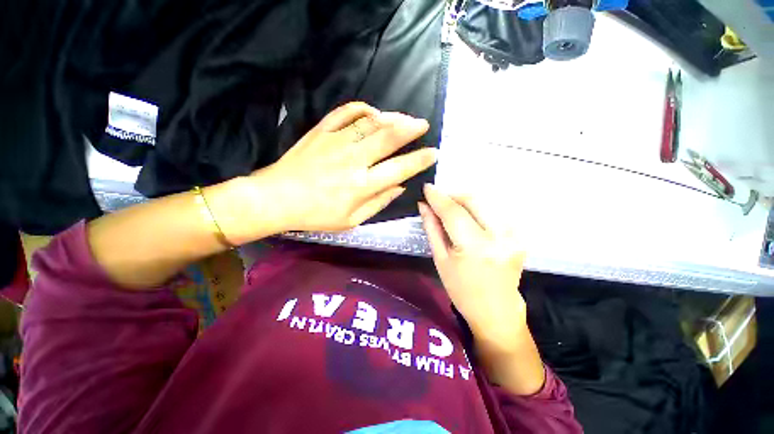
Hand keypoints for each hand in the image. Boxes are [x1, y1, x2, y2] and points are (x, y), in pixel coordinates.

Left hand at [250, 102, 435, 233]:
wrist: (277, 199)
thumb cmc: (316, 215)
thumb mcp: (351, 221)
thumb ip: (378, 203)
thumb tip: (399, 187)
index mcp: (361, 186)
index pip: (398, 169)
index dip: (419, 160)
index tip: (432, 153)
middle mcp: (353, 160)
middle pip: (388, 138)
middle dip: (411, 129)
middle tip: (423, 124)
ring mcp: (336, 142)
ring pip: (370, 122)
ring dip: (391, 118)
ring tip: (404, 118)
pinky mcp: (321, 132)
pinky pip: (345, 112)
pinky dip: (362, 108)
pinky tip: (373, 112)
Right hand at [418, 184, 526, 352]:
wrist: (496, 311)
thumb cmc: (461, 290)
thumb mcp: (440, 260)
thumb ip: (432, 228)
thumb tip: (423, 205)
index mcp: (475, 247)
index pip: (454, 212)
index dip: (438, 197)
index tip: (427, 187)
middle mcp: (499, 237)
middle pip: (473, 200)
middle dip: (453, 195)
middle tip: (439, 199)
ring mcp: (513, 235)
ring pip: (486, 202)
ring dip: (465, 201)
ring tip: (451, 208)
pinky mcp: (520, 235)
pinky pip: (495, 212)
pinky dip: (479, 209)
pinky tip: (469, 217)